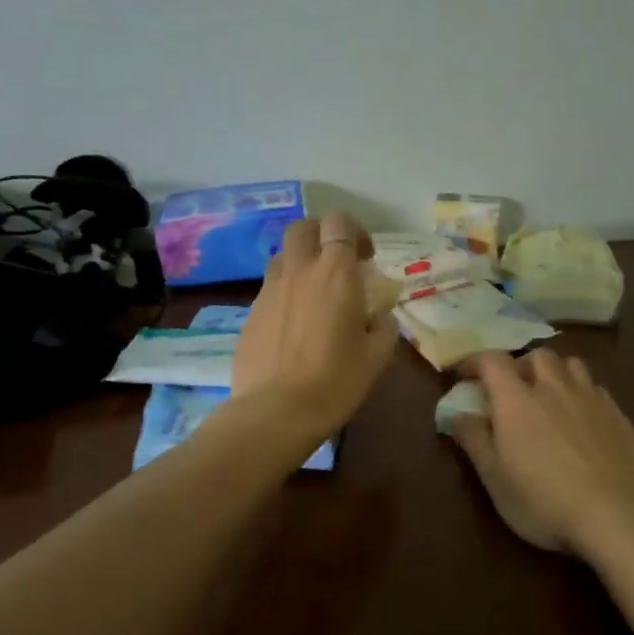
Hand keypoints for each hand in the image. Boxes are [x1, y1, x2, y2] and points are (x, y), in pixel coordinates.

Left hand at [229, 211, 399, 441]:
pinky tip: (294, 323)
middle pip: (303, 227)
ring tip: (313, 292)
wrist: (274, 412)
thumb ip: (383, 327)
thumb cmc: (335, 382)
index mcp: (335, 273)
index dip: (354, 231)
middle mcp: (299, 270)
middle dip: (321, 235)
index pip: (339, 222)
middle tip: (336, 263)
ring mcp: (269, 289)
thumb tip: (379, 317)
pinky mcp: (250, 311)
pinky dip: (285, 291)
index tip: (365, 258)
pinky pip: (269, 287)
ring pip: (282, 255)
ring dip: (300, 262)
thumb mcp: (376, 357)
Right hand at [448, 350, 633, 555]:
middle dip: (519, 365)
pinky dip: (581, 392)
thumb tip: (457, 413)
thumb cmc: (545, 502)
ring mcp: (591, 399)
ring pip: (571, 364)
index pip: (492, 361)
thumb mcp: (495, 480)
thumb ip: (474, 440)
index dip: (475, 361)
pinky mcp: (619, 415)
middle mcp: (554, 388)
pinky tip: (581, 417)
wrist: (618, 518)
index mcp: (517, 400)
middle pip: (536, 355)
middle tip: (511, 388)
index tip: (465, 374)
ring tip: (549, 395)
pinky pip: (595, 388)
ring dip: (554, 372)